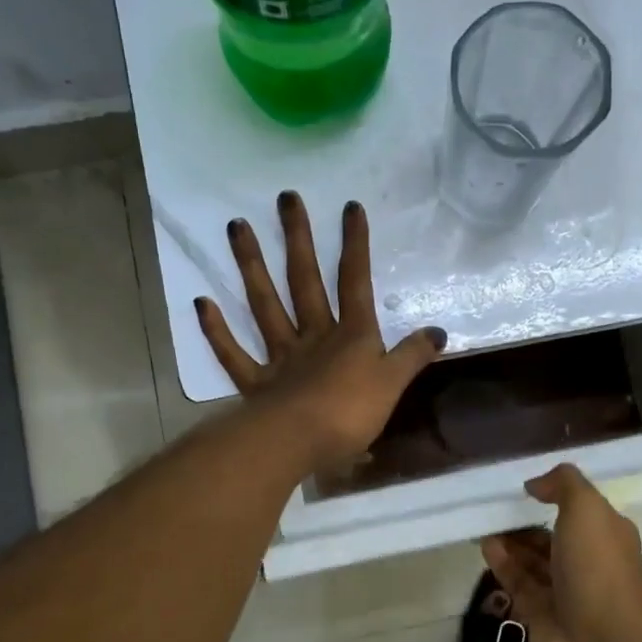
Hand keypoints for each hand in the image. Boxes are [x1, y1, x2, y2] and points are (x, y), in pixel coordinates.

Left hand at [196, 191, 446, 475]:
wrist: (298, 443)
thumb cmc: (350, 413)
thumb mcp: (393, 385)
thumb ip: (413, 356)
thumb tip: (439, 332)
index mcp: (351, 336)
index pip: (355, 282)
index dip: (355, 245)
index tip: (350, 207)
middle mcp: (314, 336)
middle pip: (304, 281)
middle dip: (298, 239)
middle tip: (285, 198)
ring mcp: (281, 357)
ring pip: (264, 305)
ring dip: (251, 266)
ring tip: (235, 227)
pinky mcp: (256, 384)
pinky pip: (234, 354)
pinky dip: (216, 331)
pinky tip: (202, 303)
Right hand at [482, 464, 641, 641]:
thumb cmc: (597, 569)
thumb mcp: (587, 508)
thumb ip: (563, 484)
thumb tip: (536, 484)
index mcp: (607, 535)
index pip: (580, 509)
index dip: (555, 495)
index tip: (525, 486)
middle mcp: (588, 562)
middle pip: (553, 535)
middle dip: (526, 520)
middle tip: (495, 505)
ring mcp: (565, 591)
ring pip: (533, 560)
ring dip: (511, 541)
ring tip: (483, 523)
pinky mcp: (540, 615)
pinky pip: (518, 582)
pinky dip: (503, 564)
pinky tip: (486, 546)